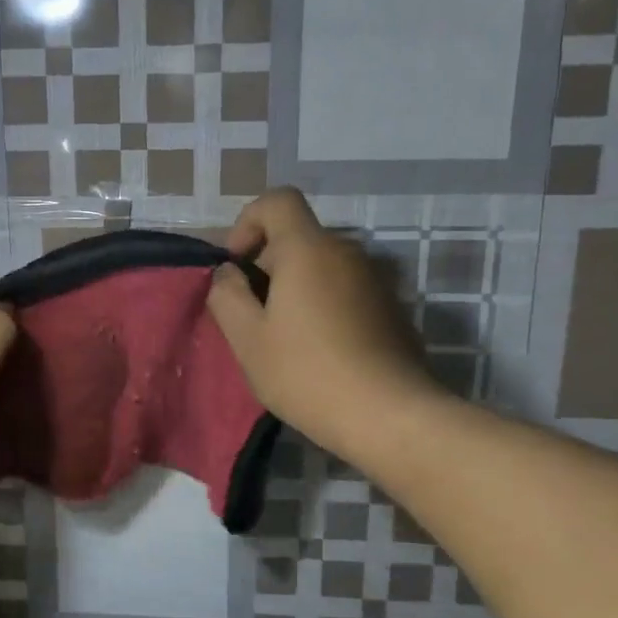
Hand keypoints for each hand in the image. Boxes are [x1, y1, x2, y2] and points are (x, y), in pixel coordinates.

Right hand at [207, 188, 434, 467]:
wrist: (390, 416)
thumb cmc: (307, 373)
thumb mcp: (248, 338)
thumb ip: (227, 295)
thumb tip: (229, 273)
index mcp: (308, 249)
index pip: (278, 201)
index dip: (249, 222)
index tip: (238, 266)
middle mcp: (346, 252)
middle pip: (298, 238)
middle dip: (267, 266)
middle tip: (253, 317)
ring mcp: (374, 280)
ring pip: (321, 266)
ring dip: (295, 289)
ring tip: (284, 339)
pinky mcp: (390, 308)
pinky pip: (344, 290)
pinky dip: (323, 306)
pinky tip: (319, 352)